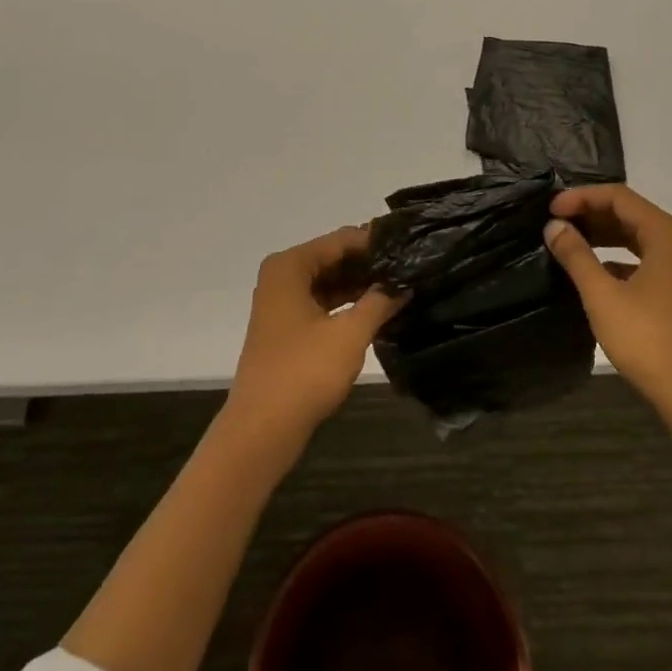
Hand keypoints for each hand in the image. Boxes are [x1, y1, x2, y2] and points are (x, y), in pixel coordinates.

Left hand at [226, 226, 404, 448]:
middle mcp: (282, 276)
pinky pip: (321, 302)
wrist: (261, 430)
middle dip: (368, 264)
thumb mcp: (349, 334)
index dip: (374, 242)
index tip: (410, 245)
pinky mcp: (286, 328)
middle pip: (332, 258)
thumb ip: (379, 302)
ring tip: (400, 285)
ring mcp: (281, 303)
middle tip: (409, 267)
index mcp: (290, 266)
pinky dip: (345, 304)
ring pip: (328, 281)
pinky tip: (376, 309)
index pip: (340, 239)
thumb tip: (404, 283)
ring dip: (359, 285)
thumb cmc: (303, 373)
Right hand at [544, 185, 671, 426]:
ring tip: (570, 240)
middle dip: (592, 214)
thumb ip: (576, 255)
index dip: (582, 197)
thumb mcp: (602, 296)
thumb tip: (554, 226)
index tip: (551, 210)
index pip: (619, 197)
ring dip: (605, 235)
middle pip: (632, 213)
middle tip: (556, 223)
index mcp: (669, 235)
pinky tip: (596, 270)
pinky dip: (621, 257)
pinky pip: (649, 258)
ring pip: (640, 236)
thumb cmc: (649, 342)